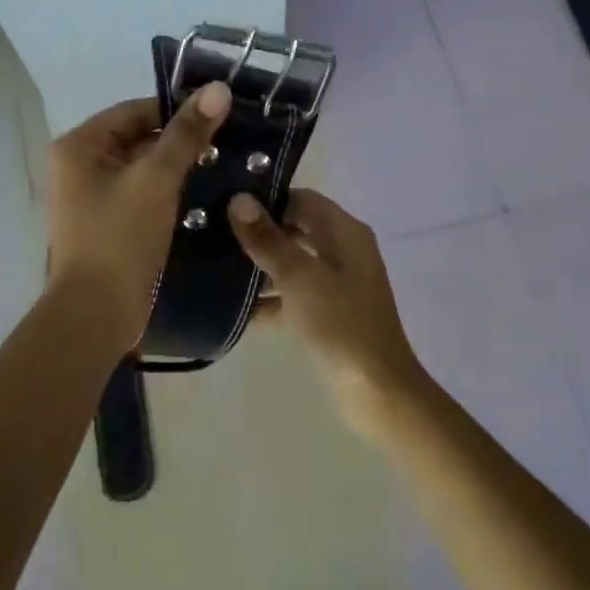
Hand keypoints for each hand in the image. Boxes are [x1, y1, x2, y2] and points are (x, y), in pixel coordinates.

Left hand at [45, 83, 231, 352]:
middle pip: (139, 139)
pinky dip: (169, 194)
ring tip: (226, 168)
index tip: (222, 117)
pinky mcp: (108, 224)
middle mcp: (80, 166)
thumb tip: (218, 88)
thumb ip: (187, 134)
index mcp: (80, 146)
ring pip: (143, 169)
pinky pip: (142, 195)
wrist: (97, 313)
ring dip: (179, 169)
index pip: (135, 110)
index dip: (178, 110)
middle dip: (182, 142)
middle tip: (230, 144)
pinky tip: (206, 197)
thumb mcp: (156, 179)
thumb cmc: (120, 238)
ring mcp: (92, 198)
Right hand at [227, 189, 430, 433]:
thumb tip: (239, 199)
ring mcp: (335, 286)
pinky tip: (232, 309)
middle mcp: (343, 252)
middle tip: (213, 234)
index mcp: (345, 233)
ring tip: (213, 267)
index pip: (303, 200)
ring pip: (291, 264)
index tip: (226, 204)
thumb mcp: (300, 277)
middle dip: (258, 233)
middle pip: (295, 230)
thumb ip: (268, 240)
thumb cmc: (340, 324)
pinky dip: (267, 301)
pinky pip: (291, 297)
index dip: (267, 199)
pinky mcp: (326, 316)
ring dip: (258, 268)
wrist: (376, 390)